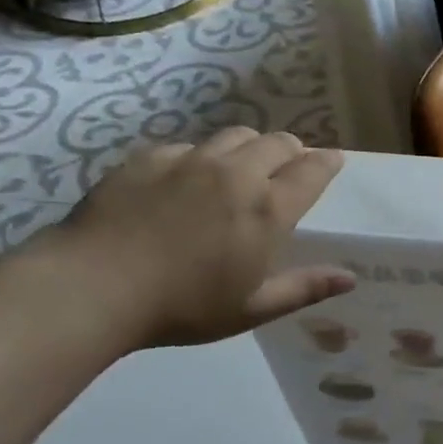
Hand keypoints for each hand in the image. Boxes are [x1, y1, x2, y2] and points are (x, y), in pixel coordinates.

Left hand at [46, 127, 352, 347]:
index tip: (333, 161)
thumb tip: (350, 278)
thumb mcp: (251, 308)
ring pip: (236, 135)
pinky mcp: (150, 158)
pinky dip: (201, 158)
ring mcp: (190, 160)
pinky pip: (189, 146)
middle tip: (288, 168)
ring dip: (250, 147)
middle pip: (278, 142)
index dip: (328, 163)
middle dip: (292, 151)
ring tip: (241, 169)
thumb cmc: (182, 307)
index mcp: (267, 209)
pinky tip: (186, 183)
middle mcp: (236, 173)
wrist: (92, 287)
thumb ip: (305, 288)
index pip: (312, 170)